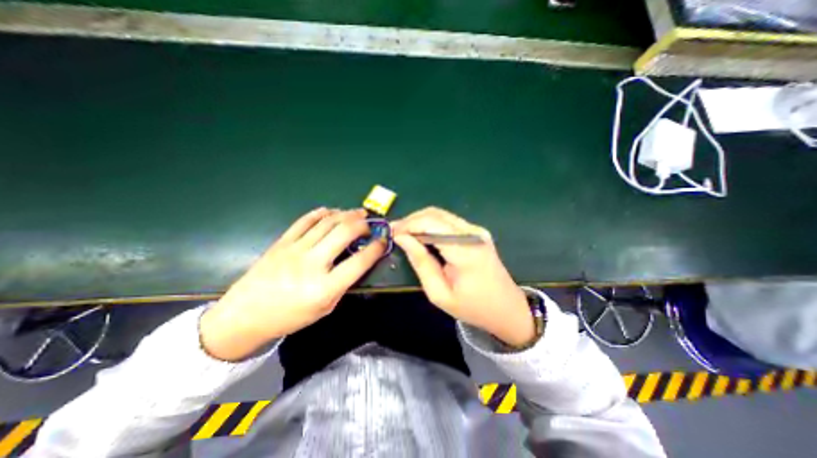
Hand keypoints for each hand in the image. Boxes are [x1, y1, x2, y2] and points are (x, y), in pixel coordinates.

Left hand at [201, 208, 387, 361]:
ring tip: (357, 213)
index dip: (376, 248)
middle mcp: (312, 264)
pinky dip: (322, 213)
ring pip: (327, 222)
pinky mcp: (282, 242)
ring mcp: (295, 249)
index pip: (359, 262)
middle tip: (369, 224)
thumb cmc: (291, 316)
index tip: (383, 241)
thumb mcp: (325, 308)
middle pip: (344, 233)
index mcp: (325, 288)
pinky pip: (305, 220)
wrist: (246, 315)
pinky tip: (331, 212)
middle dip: (363, 224)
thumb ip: (344, 283)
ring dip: (346, 214)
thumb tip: (358, 260)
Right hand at [391, 208, 536, 346]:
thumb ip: (420, 262)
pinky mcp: (476, 232)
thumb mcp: (439, 293)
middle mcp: (473, 233)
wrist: (507, 308)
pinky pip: (448, 221)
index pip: (430, 224)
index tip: (390, 233)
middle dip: (411, 220)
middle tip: (394, 233)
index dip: (407, 225)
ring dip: (420, 221)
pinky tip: (421, 235)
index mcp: (465, 250)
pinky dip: (430, 224)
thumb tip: (402, 238)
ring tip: (404, 234)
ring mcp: (476, 230)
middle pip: (434, 214)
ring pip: (440, 214)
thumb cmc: (472, 307)